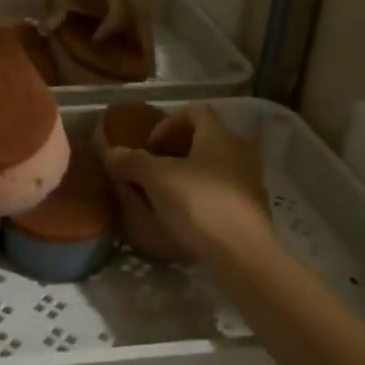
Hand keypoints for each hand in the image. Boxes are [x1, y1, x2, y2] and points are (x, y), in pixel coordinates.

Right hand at [103, 105, 273, 264]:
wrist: (243, 253)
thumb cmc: (199, 203)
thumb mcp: (156, 179)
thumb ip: (132, 161)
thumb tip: (111, 153)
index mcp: (218, 135)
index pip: (194, 110)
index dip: (168, 122)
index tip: (150, 145)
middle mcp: (240, 151)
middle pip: (205, 138)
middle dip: (176, 149)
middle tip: (154, 167)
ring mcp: (251, 180)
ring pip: (215, 165)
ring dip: (190, 173)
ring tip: (167, 193)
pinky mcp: (253, 208)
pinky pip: (223, 190)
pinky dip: (203, 194)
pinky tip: (187, 215)